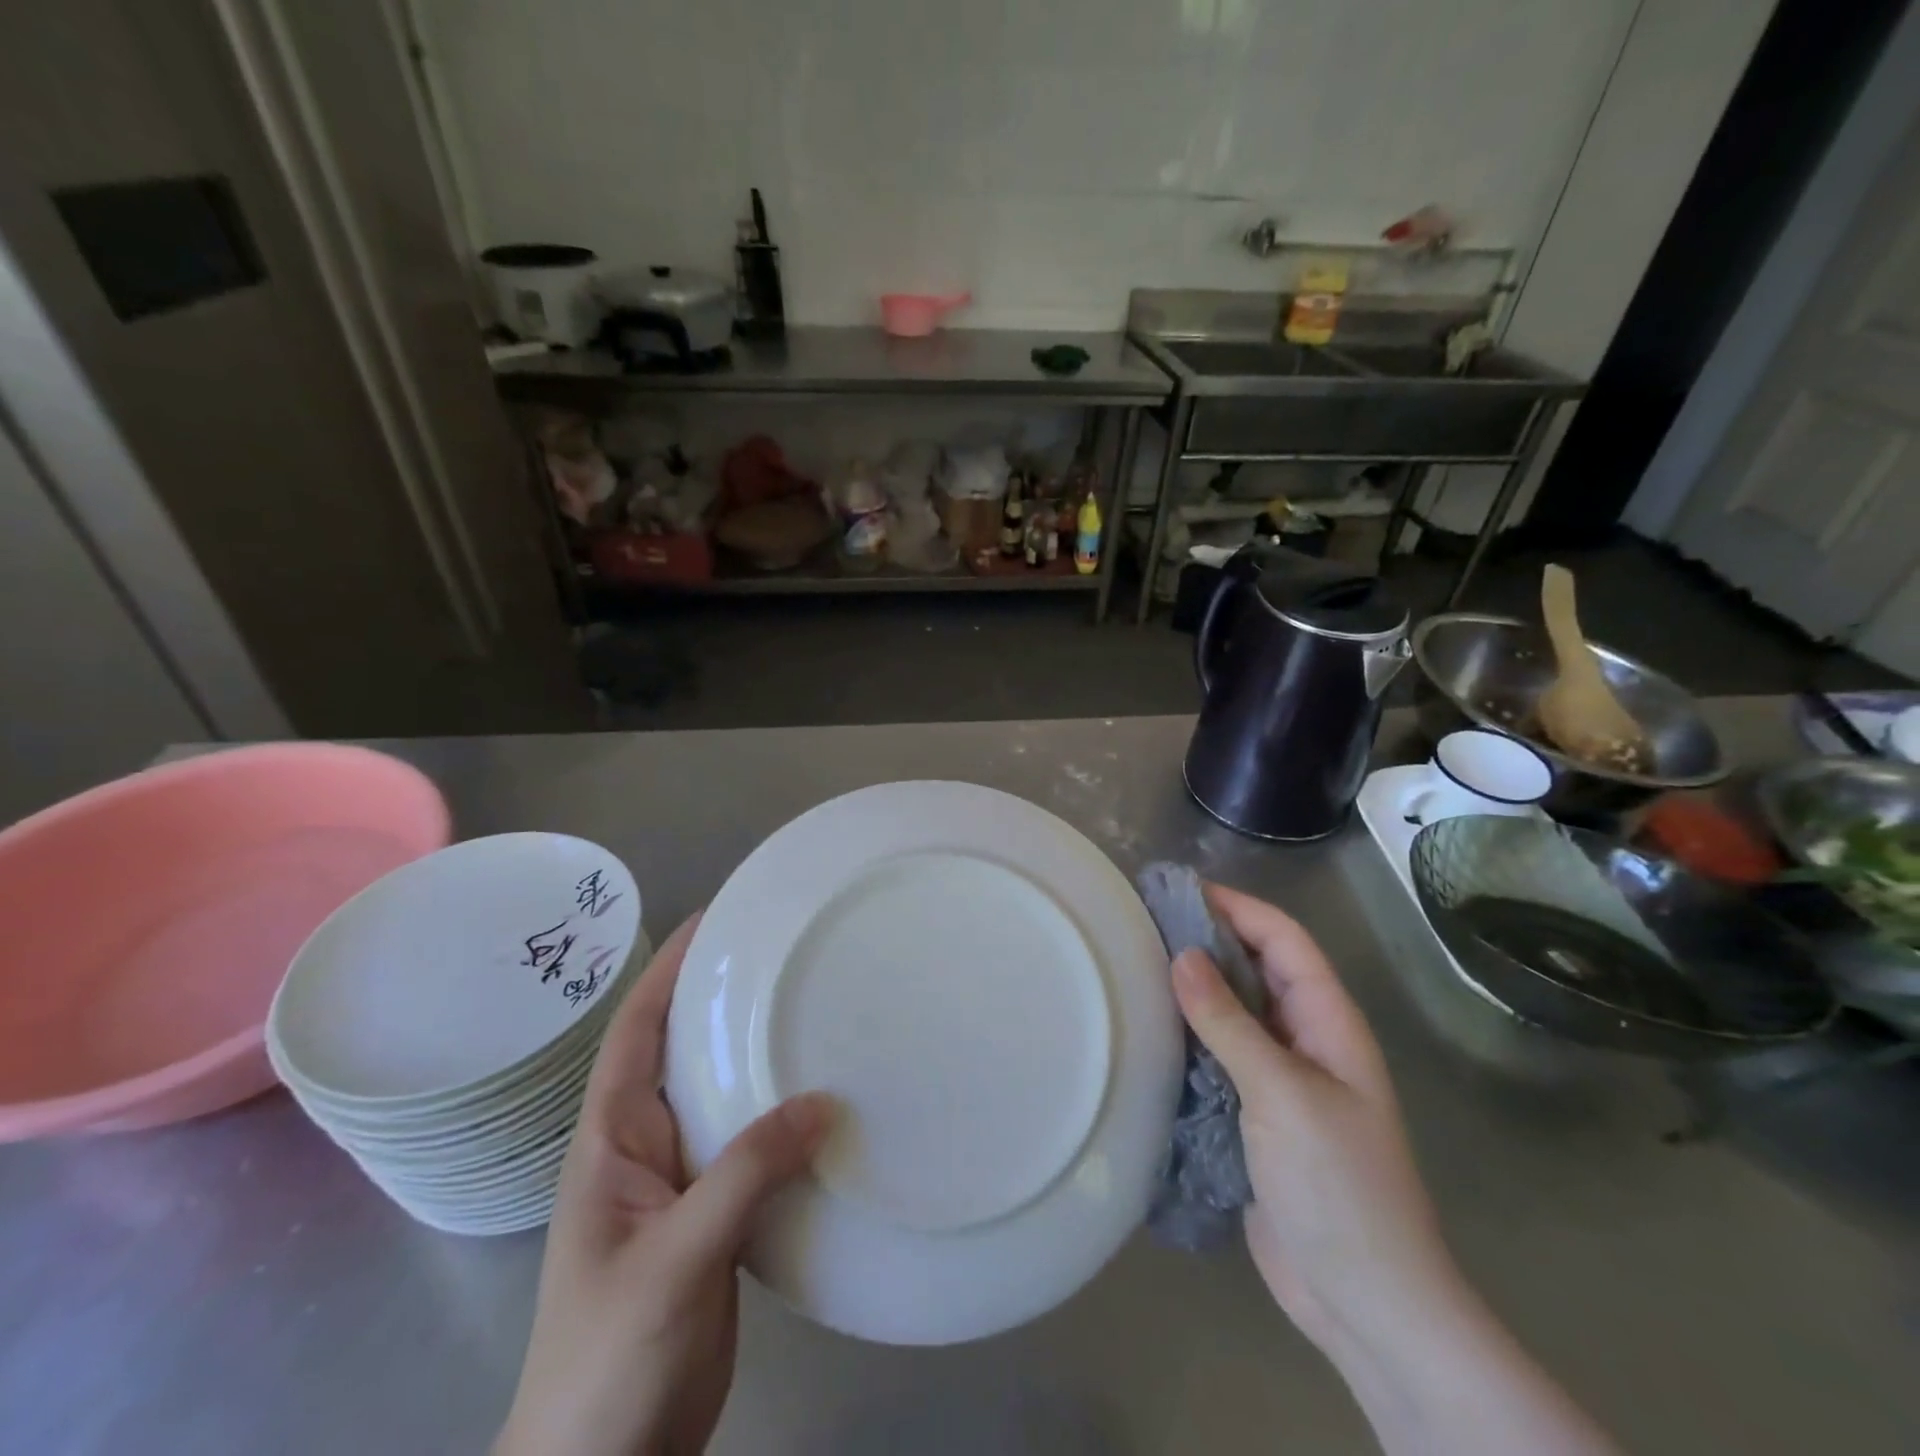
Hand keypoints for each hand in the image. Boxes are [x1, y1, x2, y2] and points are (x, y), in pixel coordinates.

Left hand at [496, 915, 833, 1455]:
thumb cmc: (610, 1363)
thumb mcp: (677, 1259)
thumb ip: (746, 1174)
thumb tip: (823, 1100)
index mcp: (611, 1142)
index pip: (637, 1032)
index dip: (668, 971)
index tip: (714, 917)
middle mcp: (643, 1149)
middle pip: (680, 1052)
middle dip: (719, 997)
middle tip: (779, 951)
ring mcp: (678, 1185)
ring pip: (721, 1097)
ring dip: (755, 1053)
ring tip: (808, 1006)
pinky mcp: (713, 1219)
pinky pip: (749, 1145)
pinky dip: (781, 1114)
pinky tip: (822, 1102)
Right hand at [1172, 885, 1615, 1455]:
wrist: (1364, 1301)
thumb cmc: (1338, 1185)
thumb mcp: (1283, 1094)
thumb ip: (1230, 1023)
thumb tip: (1182, 955)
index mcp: (1329, 1022)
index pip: (1284, 940)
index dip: (1237, 907)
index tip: (1179, 889)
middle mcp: (1305, 1039)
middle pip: (1256, 968)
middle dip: (1208, 939)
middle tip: (1143, 921)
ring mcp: (1280, 1079)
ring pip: (1234, 1012)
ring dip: (1193, 987)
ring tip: (1135, 964)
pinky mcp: (1254, 1113)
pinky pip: (1218, 1055)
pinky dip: (1186, 1034)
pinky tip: (1147, 1028)